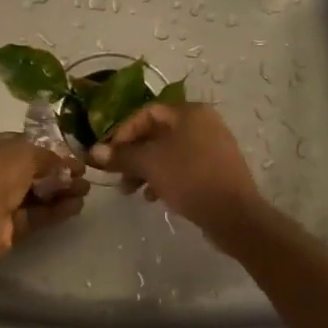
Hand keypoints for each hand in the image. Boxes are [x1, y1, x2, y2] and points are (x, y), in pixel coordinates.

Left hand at [0, 134, 88, 263]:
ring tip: (85, 190)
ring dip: (59, 191)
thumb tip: (64, 162)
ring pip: (32, 193)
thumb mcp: (26, 152)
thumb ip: (48, 155)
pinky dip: (54, 210)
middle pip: (26, 170)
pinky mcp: (3, 226)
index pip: (15, 143)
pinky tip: (77, 206)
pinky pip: (32, 215)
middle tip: (82, 173)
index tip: (68, 152)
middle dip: (56, 171)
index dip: (44, 147)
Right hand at [88, 102, 260, 236]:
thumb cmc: (189, 178)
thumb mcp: (150, 164)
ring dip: (145, 169)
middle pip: (157, 134)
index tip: (108, 155)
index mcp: (189, 113)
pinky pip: (183, 167)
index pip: (147, 113)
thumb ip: (121, 155)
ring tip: (130, 191)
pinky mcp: (216, 169)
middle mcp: (203, 123)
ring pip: (169, 153)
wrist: (233, 214)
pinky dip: (165, 177)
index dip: (123, 132)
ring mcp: (213, 146)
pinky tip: (154, 197)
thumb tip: (93, 152)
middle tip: (117, 175)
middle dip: (133, 155)